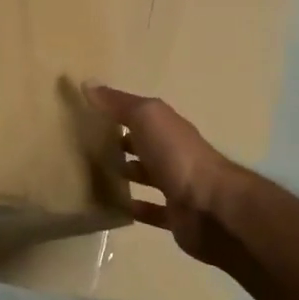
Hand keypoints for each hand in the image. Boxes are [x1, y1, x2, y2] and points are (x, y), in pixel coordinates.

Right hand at [85, 84, 243, 269]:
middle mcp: (175, 153)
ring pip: (148, 176)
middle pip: (145, 145)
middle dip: (121, 144)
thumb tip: (87, 83)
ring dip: (128, 174)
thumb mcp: (147, 118)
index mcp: (169, 128)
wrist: (210, 206)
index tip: (89, 115)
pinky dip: (136, 209)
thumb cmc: (177, 155)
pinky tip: (115, 208)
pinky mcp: (176, 216)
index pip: (141, 115)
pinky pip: (152, 211)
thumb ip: (119, 103)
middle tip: (87, 147)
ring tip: (94, 176)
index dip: (118, 113)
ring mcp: (177, 186)